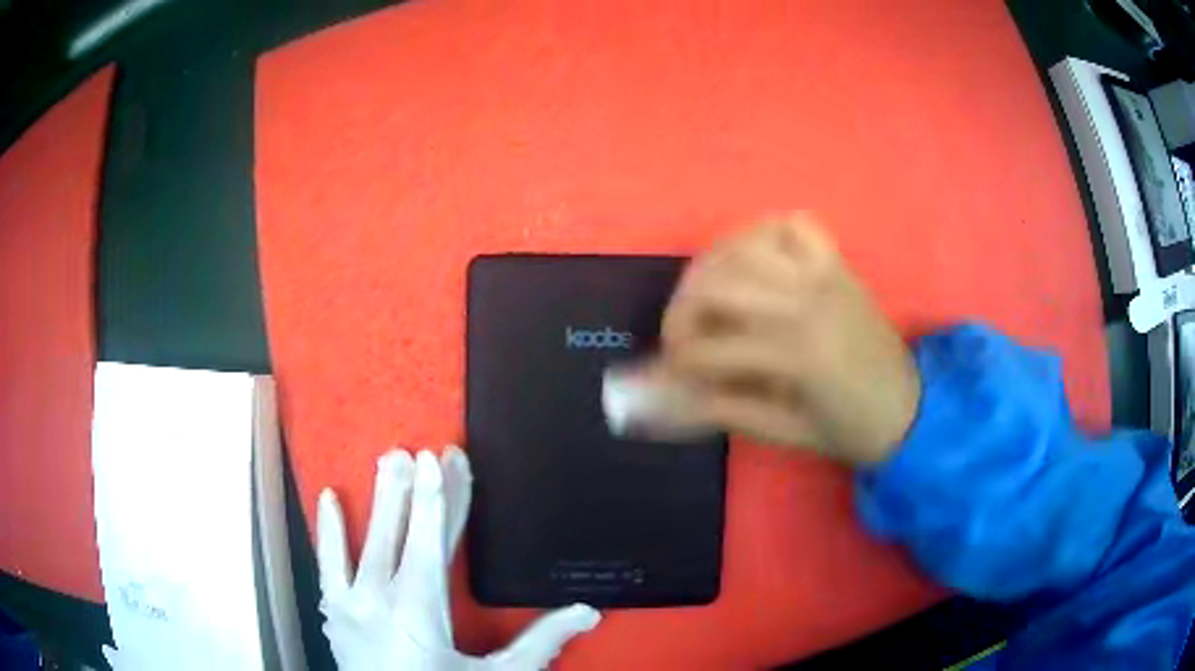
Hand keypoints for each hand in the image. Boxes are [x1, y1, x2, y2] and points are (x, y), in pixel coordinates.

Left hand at [317, 448, 599, 670]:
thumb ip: (539, 643)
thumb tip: (588, 612)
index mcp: (420, 610)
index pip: (434, 540)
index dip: (444, 498)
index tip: (446, 459)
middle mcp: (379, 598)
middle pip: (399, 533)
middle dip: (411, 490)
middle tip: (417, 450)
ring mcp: (350, 605)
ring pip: (365, 541)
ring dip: (378, 501)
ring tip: (387, 459)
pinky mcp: (334, 614)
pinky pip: (328, 565)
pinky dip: (329, 532)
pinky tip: (328, 498)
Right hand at [611, 213, 918, 464]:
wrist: (910, 408)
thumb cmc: (850, 429)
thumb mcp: (784, 432)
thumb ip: (724, 410)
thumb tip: (669, 397)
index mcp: (794, 355)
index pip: (708, 347)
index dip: (676, 361)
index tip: (672, 374)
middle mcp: (805, 302)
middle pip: (715, 284)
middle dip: (680, 311)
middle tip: (679, 336)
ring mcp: (822, 274)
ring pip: (744, 246)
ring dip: (709, 267)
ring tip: (703, 295)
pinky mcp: (836, 263)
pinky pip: (791, 226)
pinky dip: (761, 234)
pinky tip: (749, 260)